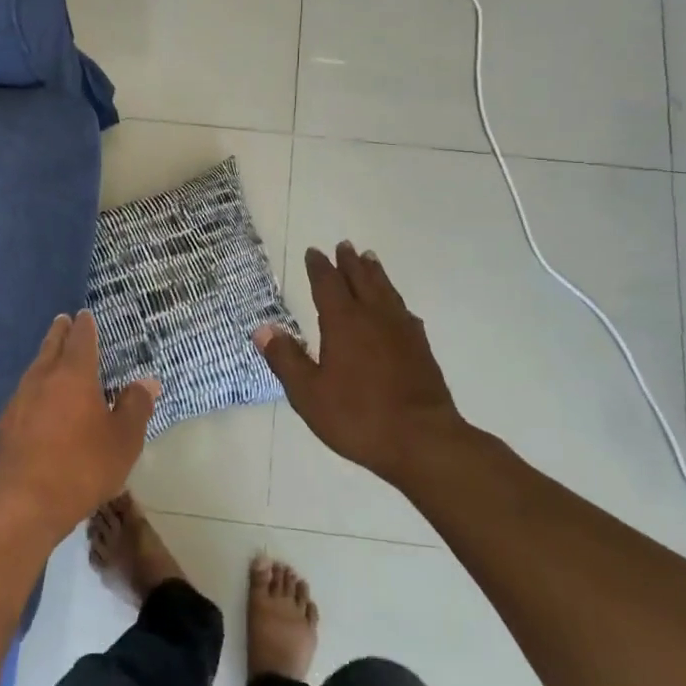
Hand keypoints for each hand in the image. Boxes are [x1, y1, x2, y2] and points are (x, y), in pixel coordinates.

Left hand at [0, 311, 159, 543]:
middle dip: (59, 333)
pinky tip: (38, 401)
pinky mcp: (5, 425)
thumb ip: (135, 407)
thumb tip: (146, 381)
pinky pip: (24, 394)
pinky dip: (35, 388)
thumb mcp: (123, 440)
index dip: (85, 326)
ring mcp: (18, 401)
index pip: (80, 339)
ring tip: (51, 357)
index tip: (84, 315)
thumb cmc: (81, 467)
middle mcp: (42, 379)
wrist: (21, 504)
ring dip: (45, 358)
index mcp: (73, 375)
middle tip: (63, 321)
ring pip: (34, 369)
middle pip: (51, 347)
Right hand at [254, 243, 469, 485]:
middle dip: (350, 263)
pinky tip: (398, 309)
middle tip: (345, 245)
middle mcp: (374, 318)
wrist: (422, 440)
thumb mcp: (308, 393)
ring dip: (375, 274)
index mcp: (344, 323)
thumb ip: (286, 359)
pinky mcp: (421, 349)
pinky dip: (395, 302)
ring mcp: (402, 332)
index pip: (328, 285)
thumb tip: (263, 329)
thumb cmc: (358, 416)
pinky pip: (405, 312)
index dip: (319, 267)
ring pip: (386, 292)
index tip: (314, 252)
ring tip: (370, 260)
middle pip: (361, 280)